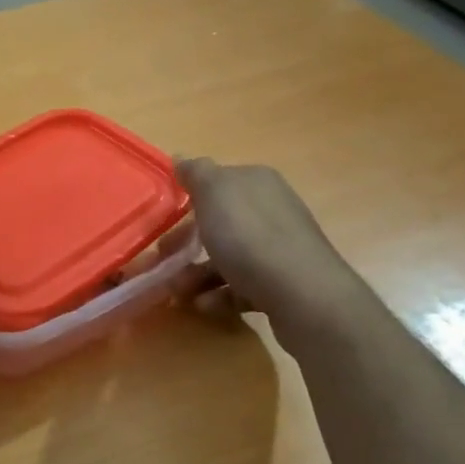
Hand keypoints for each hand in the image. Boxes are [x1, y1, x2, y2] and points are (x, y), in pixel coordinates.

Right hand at [176, 158, 361, 337]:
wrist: (303, 295)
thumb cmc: (250, 237)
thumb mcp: (215, 193)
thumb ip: (196, 173)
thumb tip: (181, 158)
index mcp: (257, 183)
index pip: (217, 183)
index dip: (188, 199)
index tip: (162, 220)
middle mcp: (272, 210)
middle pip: (219, 223)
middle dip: (186, 242)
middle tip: (161, 259)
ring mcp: (279, 249)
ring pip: (227, 257)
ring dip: (196, 274)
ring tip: (178, 291)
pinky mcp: (283, 283)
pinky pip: (241, 286)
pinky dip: (218, 295)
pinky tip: (203, 305)